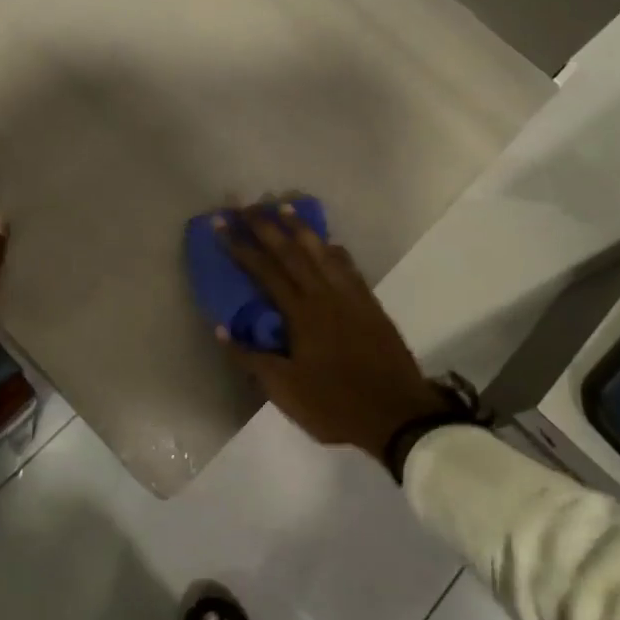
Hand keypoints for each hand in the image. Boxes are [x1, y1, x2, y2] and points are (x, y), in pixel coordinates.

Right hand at [214, 205, 449, 460]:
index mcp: (301, 314)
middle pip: (292, 252)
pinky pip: (349, 267)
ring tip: (283, 207)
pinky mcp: (371, 306)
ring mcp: (352, 298)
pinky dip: (333, 251)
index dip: (241, 246)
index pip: (264, 271)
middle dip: (265, 226)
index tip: (222, 224)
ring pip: (323, 252)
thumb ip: (251, 357)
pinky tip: (328, 244)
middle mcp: (325, 296)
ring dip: (301, 229)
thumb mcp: (284, 390)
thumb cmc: (334, 405)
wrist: (398, 416)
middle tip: (246, 204)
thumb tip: (221, 329)